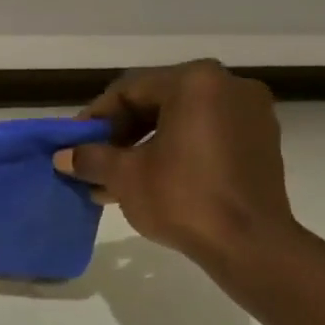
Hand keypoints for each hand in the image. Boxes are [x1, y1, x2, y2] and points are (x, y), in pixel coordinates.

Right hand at [55, 61, 300, 279]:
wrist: (248, 242)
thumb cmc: (182, 199)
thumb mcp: (125, 177)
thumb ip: (92, 159)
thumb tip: (63, 156)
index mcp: (195, 82)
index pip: (129, 90)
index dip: (95, 118)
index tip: (74, 145)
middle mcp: (228, 85)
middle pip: (158, 102)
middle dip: (121, 135)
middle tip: (94, 163)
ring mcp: (250, 113)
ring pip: (182, 122)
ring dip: (145, 148)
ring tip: (116, 181)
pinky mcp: (260, 142)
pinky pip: (206, 137)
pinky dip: (176, 154)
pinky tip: (152, 184)